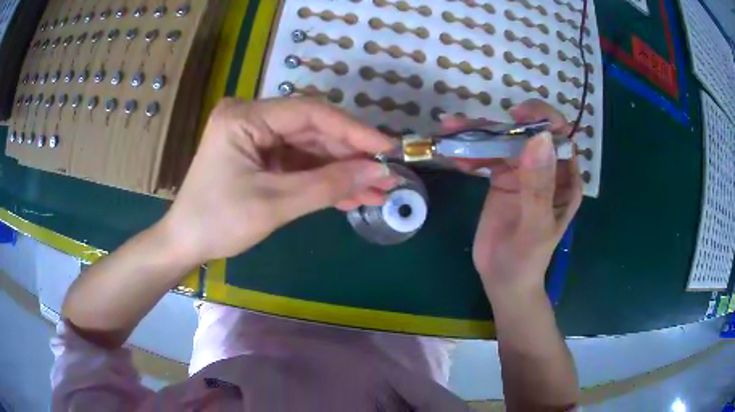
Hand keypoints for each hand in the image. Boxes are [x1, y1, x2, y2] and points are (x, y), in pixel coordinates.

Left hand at [159, 97, 398, 264]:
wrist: (186, 243)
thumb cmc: (218, 222)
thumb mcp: (275, 204)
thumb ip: (328, 185)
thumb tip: (379, 172)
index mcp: (245, 117)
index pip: (310, 113)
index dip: (353, 130)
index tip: (388, 147)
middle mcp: (252, 117)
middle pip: (313, 130)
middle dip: (351, 155)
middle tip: (388, 173)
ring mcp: (256, 137)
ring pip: (310, 148)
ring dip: (342, 171)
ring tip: (377, 189)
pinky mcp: (260, 156)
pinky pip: (299, 163)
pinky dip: (323, 180)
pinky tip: (352, 194)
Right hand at [442, 100, 582, 296]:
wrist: (503, 280)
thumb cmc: (527, 259)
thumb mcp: (536, 226)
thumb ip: (538, 186)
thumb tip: (539, 137)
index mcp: (565, 179)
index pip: (559, 137)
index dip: (542, 119)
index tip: (516, 116)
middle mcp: (545, 170)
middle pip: (526, 133)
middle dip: (499, 123)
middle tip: (465, 123)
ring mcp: (522, 173)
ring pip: (503, 141)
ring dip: (477, 133)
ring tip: (450, 129)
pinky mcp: (501, 179)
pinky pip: (487, 157)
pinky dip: (470, 152)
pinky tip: (454, 156)